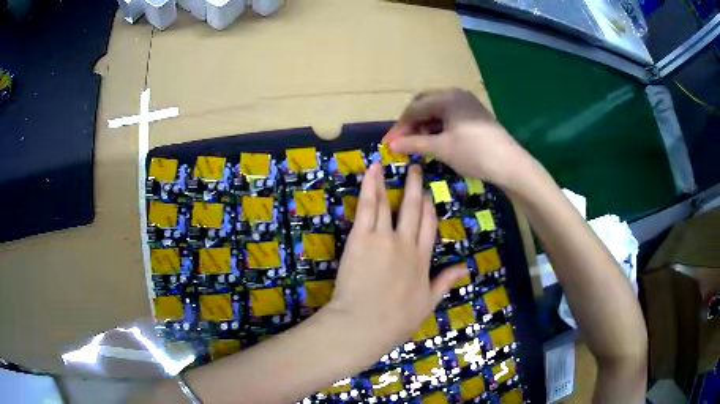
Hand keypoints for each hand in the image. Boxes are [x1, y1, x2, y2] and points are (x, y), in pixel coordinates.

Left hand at [324, 163, 466, 362]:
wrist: (365, 324)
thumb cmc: (396, 320)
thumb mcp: (427, 303)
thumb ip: (445, 282)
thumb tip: (465, 268)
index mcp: (422, 260)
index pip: (428, 227)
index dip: (428, 209)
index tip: (428, 195)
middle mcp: (406, 244)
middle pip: (412, 209)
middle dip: (414, 188)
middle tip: (415, 170)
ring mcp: (383, 238)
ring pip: (388, 203)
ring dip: (387, 182)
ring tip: (386, 164)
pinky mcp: (361, 237)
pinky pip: (367, 207)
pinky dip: (369, 188)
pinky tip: (371, 173)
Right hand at [383, 89, 532, 188]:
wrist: (510, 165)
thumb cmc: (474, 153)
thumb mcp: (441, 148)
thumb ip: (414, 143)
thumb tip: (392, 145)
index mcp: (447, 97)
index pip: (414, 109)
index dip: (399, 127)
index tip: (388, 145)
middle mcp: (457, 95)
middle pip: (425, 105)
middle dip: (411, 124)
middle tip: (402, 143)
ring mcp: (468, 105)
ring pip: (437, 112)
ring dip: (424, 126)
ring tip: (417, 144)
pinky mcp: (475, 116)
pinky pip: (449, 117)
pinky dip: (438, 128)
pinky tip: (435, 142)